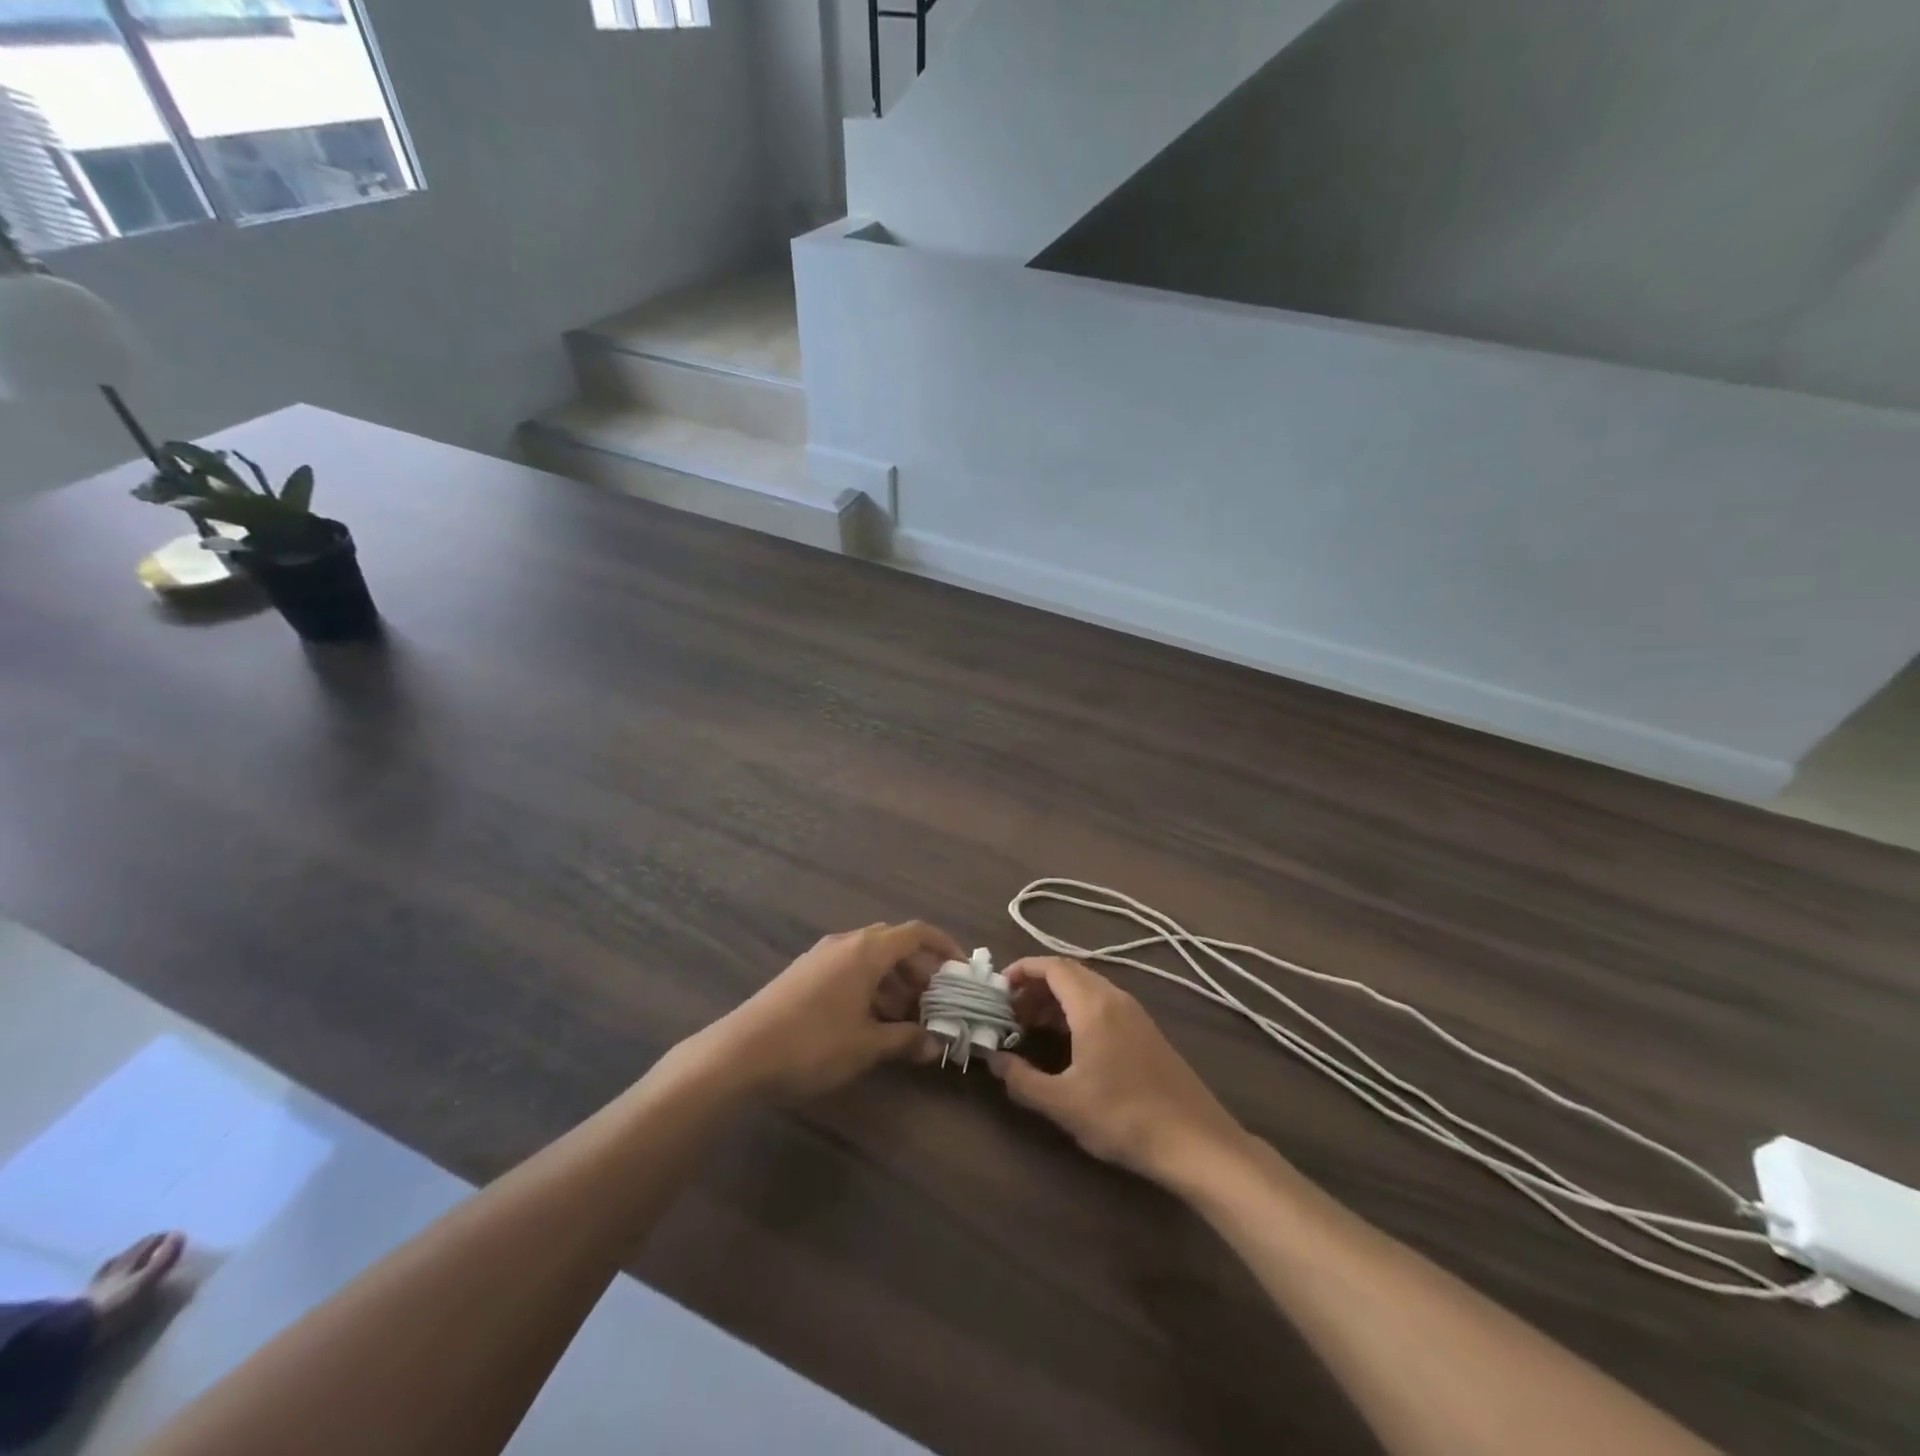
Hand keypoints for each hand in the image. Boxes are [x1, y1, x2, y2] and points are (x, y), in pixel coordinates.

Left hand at [703, 921, 962, 1099]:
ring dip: (894, 983)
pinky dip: (869, 988)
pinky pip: (849, 969)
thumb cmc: (812, 1045)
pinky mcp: (804, 974)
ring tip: (905, 1021)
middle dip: (919, 971)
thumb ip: (905, 1040)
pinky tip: (870, 1022)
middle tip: (934, 1004)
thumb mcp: (866, 1046)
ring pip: (870, 959)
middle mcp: (845, 943)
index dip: (944, 947)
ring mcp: (821, 957)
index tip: (961, 971)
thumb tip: (935, 1044)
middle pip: (894, 944)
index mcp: (866, 950)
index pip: (917, 932)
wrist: (738, 1055)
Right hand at [989, 957, 1246, 1184]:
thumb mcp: (1063, 1104)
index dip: (1022, 970)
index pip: (1052, 966)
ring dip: (1055, 1000)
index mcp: (1093, 1005)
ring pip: (1086, 988)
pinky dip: (1076, 1010)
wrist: (1196, 1142)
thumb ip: (1022, 1079)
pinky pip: (1102, 1004)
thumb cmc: (1124, 1117)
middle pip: (1068, 973)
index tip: (998, 990)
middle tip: (1010, 1013)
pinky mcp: (1145, 1031)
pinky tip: (1067, 1043)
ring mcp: (1134, 1013)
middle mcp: (1114, 998)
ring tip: (1031, 1028)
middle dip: (1035, 987)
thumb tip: (993, 1060)